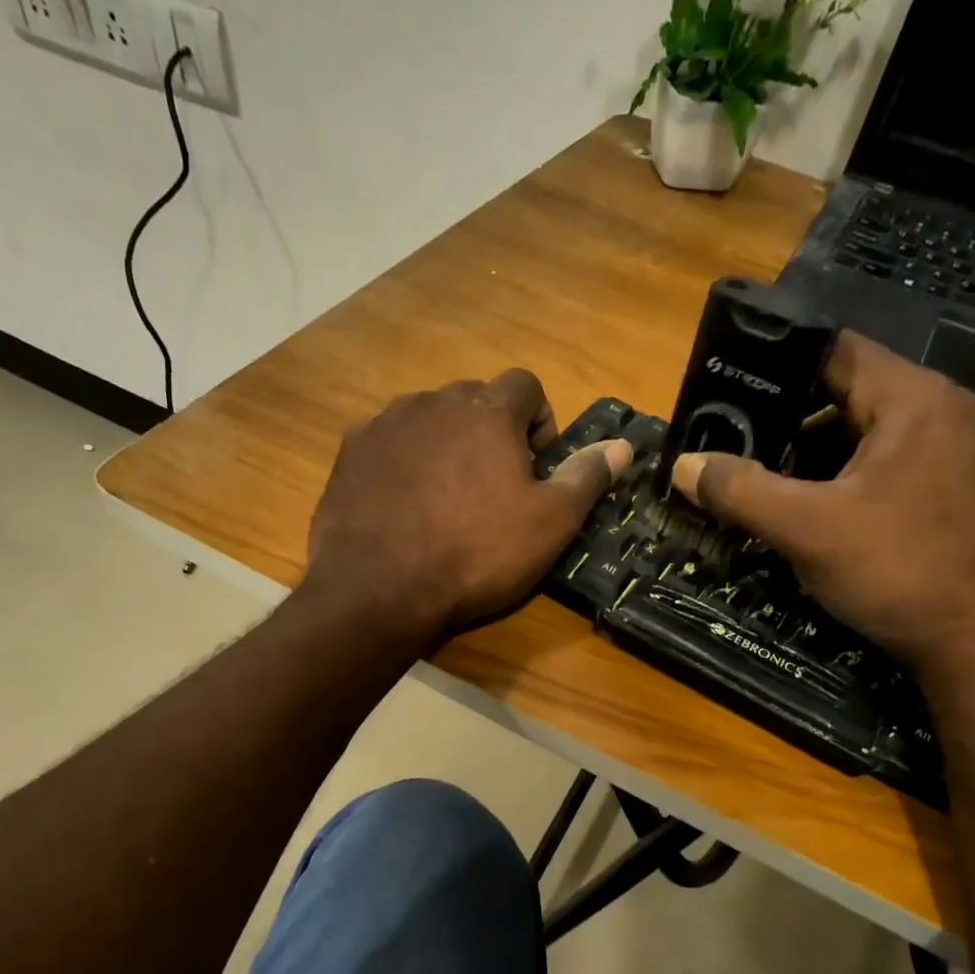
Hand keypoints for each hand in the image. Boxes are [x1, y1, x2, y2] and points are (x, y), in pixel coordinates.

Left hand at [305, 370, 631, 642]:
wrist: (380, 588)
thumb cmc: (476, 554)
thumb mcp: (549, 524)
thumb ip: (586, 477)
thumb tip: (623, 446)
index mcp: (488, 410)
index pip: (527, 386)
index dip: (540, 422)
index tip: (537, 467)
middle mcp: (434, 400)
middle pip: (475, 401)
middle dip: (492, 434)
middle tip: (495, 490)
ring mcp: (386, 423)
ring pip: (430, 421)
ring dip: (447, 447)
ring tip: (447, 501)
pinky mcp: (351, 451)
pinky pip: (389, 444)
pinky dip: (404, 464)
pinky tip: (404, 506)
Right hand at [670, 331, 974, 672]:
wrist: (971, 642)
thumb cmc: (894, 569)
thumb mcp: (805, 528)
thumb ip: (740, 490)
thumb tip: (683, 465)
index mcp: (912, 398)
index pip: (833, 350)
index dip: (774, 363)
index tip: (724, 387)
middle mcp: (935, 411)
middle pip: (842, 391)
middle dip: (782, 417)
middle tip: (727, 438)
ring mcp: (943, 451)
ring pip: (856, 432)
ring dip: (805, 452)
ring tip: (751, 473)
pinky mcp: (940, 487)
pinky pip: (875, 462)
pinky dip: (833, 476)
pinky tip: (796, 505)